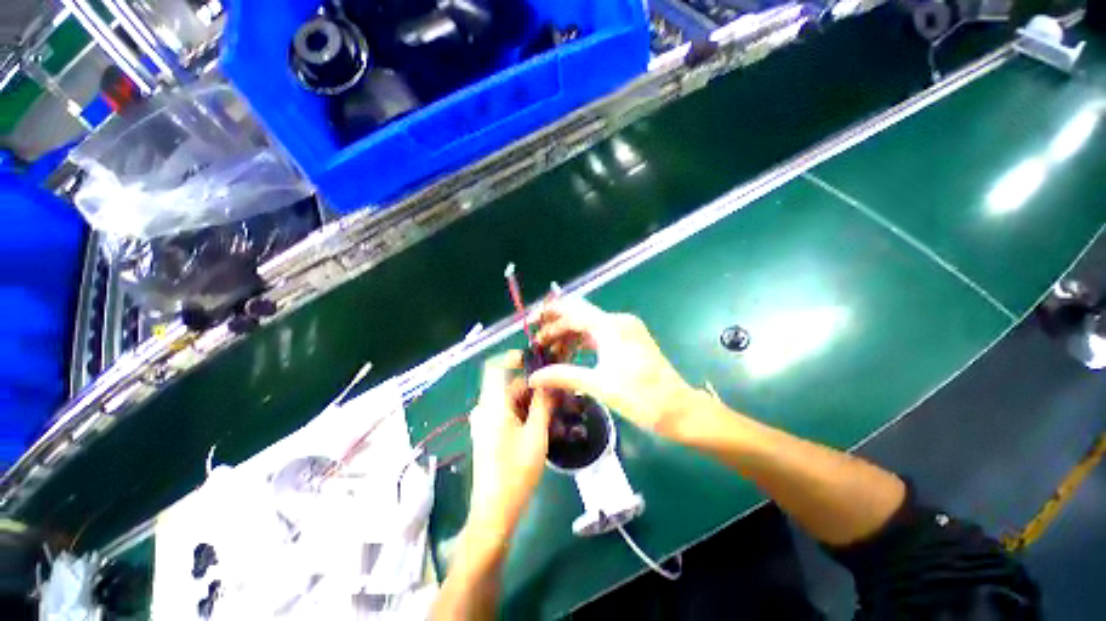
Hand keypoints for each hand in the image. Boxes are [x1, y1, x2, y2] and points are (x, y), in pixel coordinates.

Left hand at [467, 351, 554, 538]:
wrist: (494, 513)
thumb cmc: (516, 473)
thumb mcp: (536, 435)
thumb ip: (544, 403)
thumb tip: (551, 380)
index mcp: (492, 404)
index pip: (496, 367)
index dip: (516, 359)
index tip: (541, 362)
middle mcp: (486, 408)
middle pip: (511, 386)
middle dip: (536, 387)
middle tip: (560, 393)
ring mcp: (486, 421)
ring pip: (513, 400)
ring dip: (534, 402)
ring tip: (558, 410)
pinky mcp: (490, 432)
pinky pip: (509, 413)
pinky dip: (526, 413)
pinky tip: (545, 424)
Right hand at [529, 297, 703, 438]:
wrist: (679, 410)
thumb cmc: (642, 397)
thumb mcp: (599, 385)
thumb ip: (564, 376)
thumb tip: (533, 377)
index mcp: (611, 326)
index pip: (572, 310)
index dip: (549, 315)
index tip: (530, 324)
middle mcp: (618, 321)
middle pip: (579, 316)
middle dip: (556, 327)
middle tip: (536, 344)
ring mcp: (624, 330)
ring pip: (588, 326)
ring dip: (568, 337)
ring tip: (549, 352)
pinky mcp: (628, 341)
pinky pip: (598, 335)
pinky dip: (582, 343)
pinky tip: (569, 355)